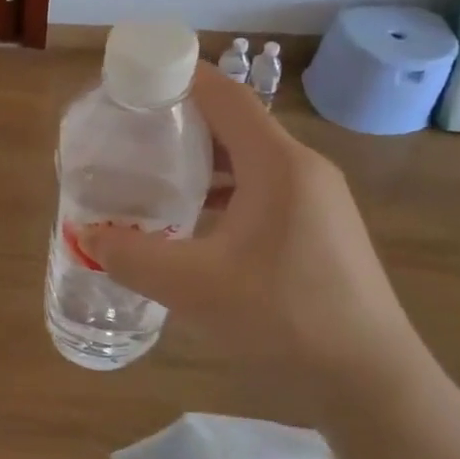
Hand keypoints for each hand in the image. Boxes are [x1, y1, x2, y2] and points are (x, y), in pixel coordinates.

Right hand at [81, 63, 425, 421]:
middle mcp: (302, 168)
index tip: (133, 77)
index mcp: (278, 164)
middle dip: (181, 119)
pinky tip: (194, 219)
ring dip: (202, 158)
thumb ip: (131, 256)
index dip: (178, 76)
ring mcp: (317, 199)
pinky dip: (224, 188)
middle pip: (235, 123)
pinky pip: (263, 187)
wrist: (372, 381)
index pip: (224, 95)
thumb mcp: (193, 286)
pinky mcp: (321, 228)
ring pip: (249, 158)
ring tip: (153, 171)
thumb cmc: (284, 317)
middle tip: (130, 130)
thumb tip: (87, 237)